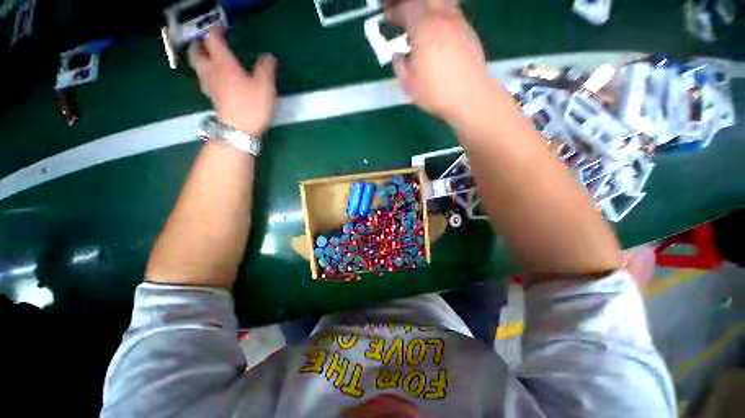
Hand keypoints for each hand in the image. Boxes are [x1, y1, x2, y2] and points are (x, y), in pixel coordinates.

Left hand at [188, 29, 276, 136]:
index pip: (213, 40)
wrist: (239, 131)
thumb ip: (266, 69)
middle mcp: (212, 71)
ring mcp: (210, 86)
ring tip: (208, 58)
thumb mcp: (265, 86)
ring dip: (200, 58)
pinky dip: (206, 74)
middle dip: (199, 44)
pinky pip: (204, 80)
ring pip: (197, 66)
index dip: (215, 31)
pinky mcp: (212, 99)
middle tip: (207, 42)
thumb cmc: (252, 106)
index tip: (221, 28)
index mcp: (224, 64)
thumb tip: (269, 56)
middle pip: (196, 52)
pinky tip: (215, 78)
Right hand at [386, 0, 491, 123]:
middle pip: (425, 0)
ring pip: (442, 3)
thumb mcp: (409, 84)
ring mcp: (459, 23)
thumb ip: (399, 65)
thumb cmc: (435, 92)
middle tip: (404, 18)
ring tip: (421, 26)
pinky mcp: (469, 32)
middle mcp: (442, 17)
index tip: (388, 20)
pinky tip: (438, 34)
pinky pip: (452, 14)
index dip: (395, 12)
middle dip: (411, 6)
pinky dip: (441, 17)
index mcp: (424, 27)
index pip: (406, 8)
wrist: (469, 97)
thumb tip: (398, 55)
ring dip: (428, 9)